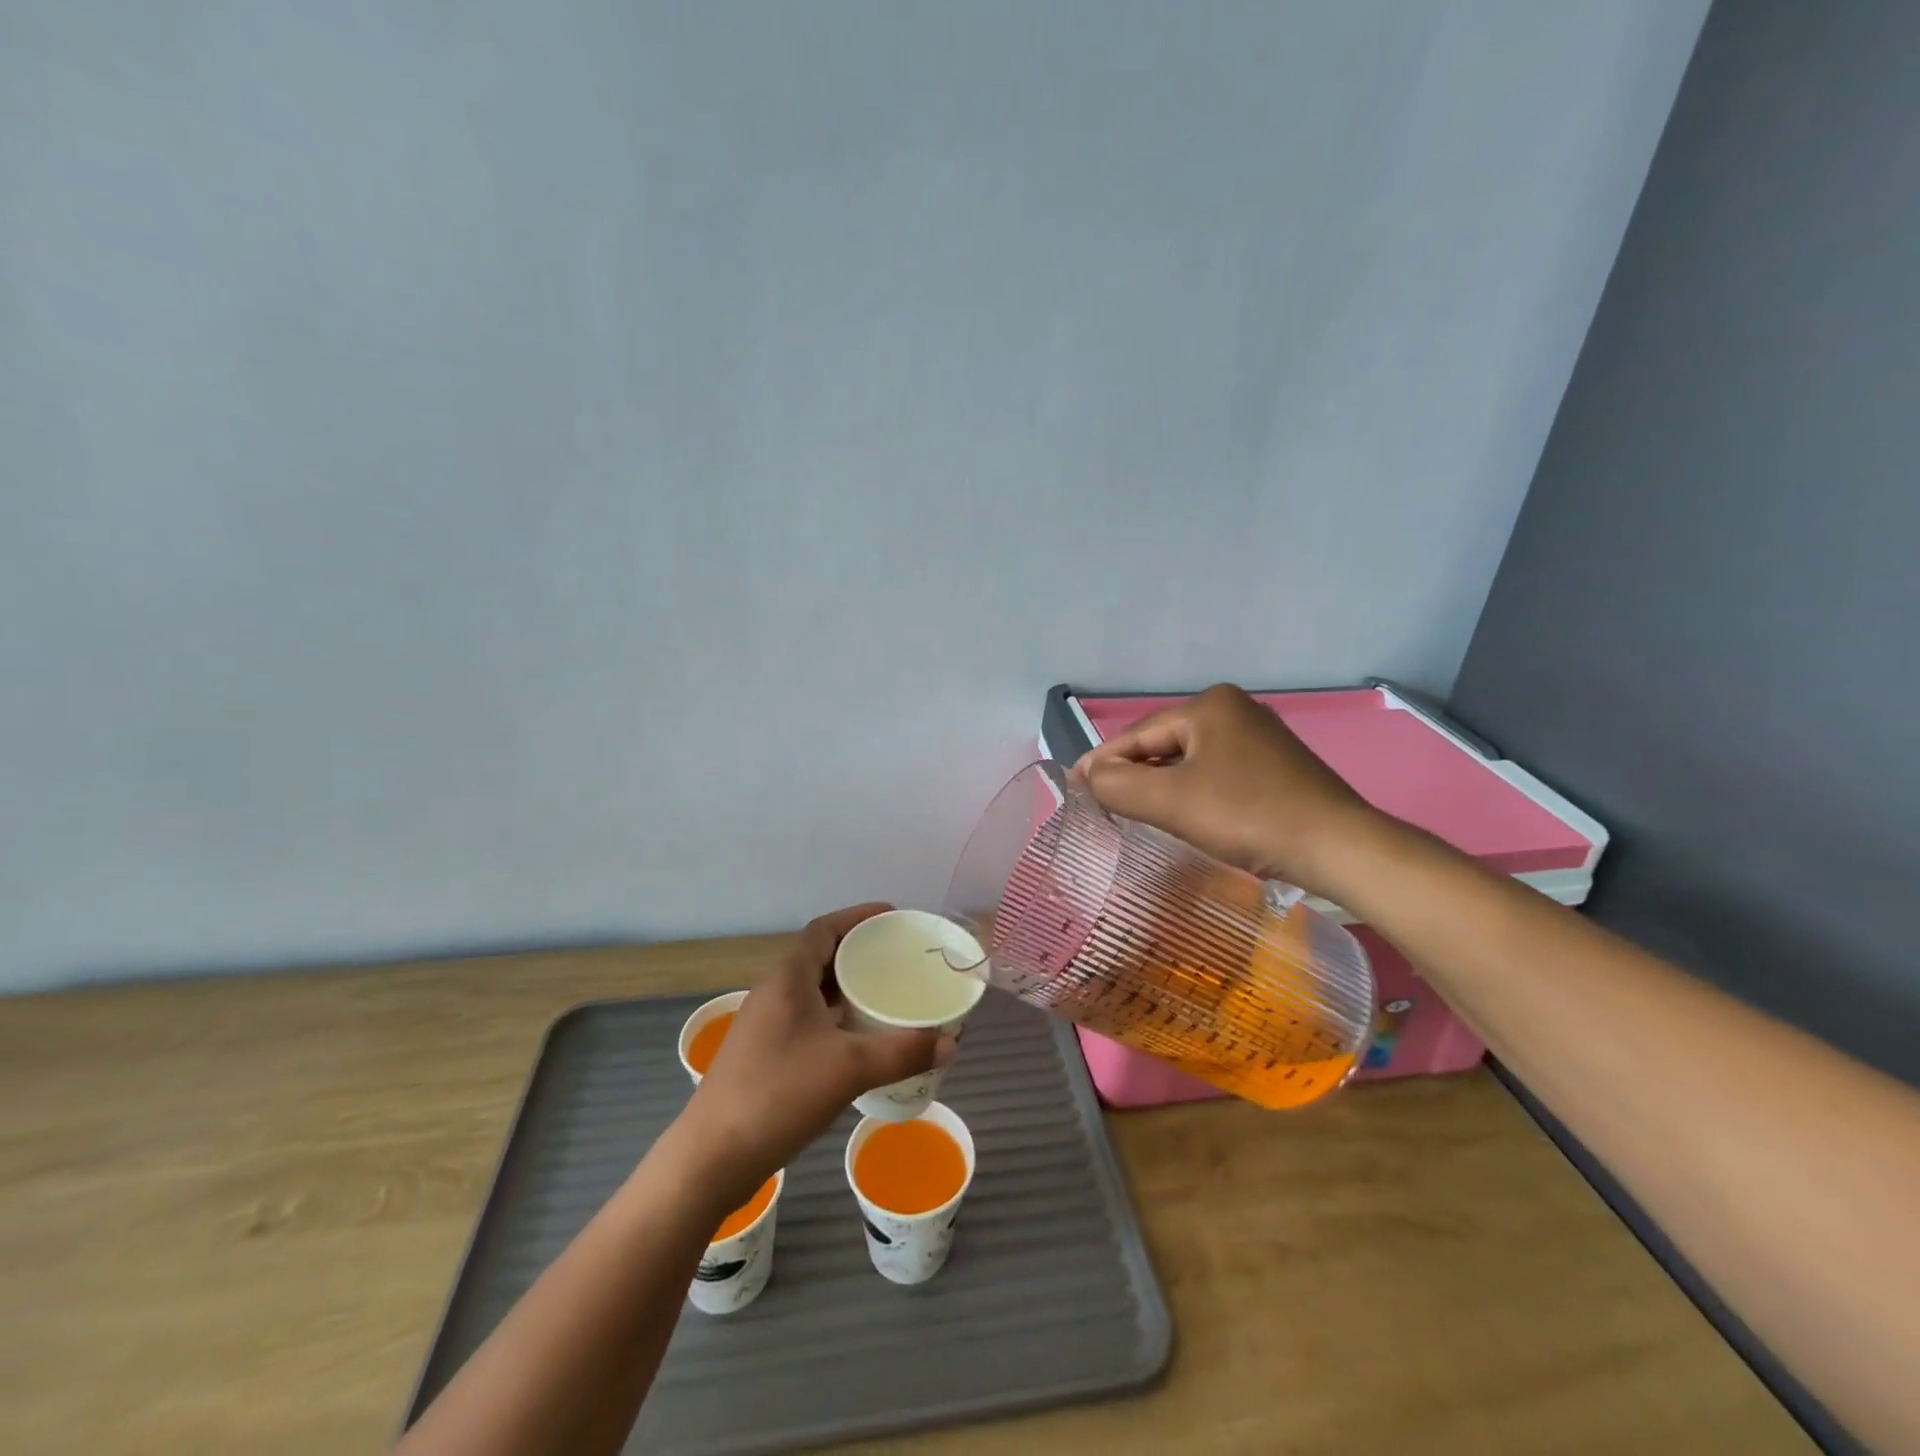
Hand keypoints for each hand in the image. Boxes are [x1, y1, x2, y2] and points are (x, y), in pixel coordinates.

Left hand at [679, 904, 949, 1208]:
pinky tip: (856, 1039)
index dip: (857, 916)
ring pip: (812, 990)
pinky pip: (806, 1018)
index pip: (823, 928)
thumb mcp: (849, 1069)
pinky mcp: (763, 1054)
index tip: (892, 917)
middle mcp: (773, 993)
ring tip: (884, 993)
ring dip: (846, 986)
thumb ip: (902, 1052)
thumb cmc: (778, 1095)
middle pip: (819, 956)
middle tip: (897, 957)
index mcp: (787, 979)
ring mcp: (764, 1025)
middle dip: (858, 951)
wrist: (712, 1158)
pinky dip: (834, 1016)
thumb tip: (950, 1042)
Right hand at [1070, 684, 1377, 896]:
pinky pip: (1215, 771)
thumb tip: (1088, 776)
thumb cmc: (1248, 815)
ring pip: (1189, 759)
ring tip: (1135, 809)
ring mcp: (1259, 736)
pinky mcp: (1275, 764)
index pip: (1138, 734)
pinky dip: (1192, 790)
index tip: (1074, 787)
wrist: (1337, 846)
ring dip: (1161, 783)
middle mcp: (1234, 710)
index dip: (1102, 762)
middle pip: (1163, 744)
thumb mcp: (1171, 801)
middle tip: (1102, 802)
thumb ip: (1118, 785)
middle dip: (1132, 772)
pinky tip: (1184, 812)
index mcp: (1209, 706)